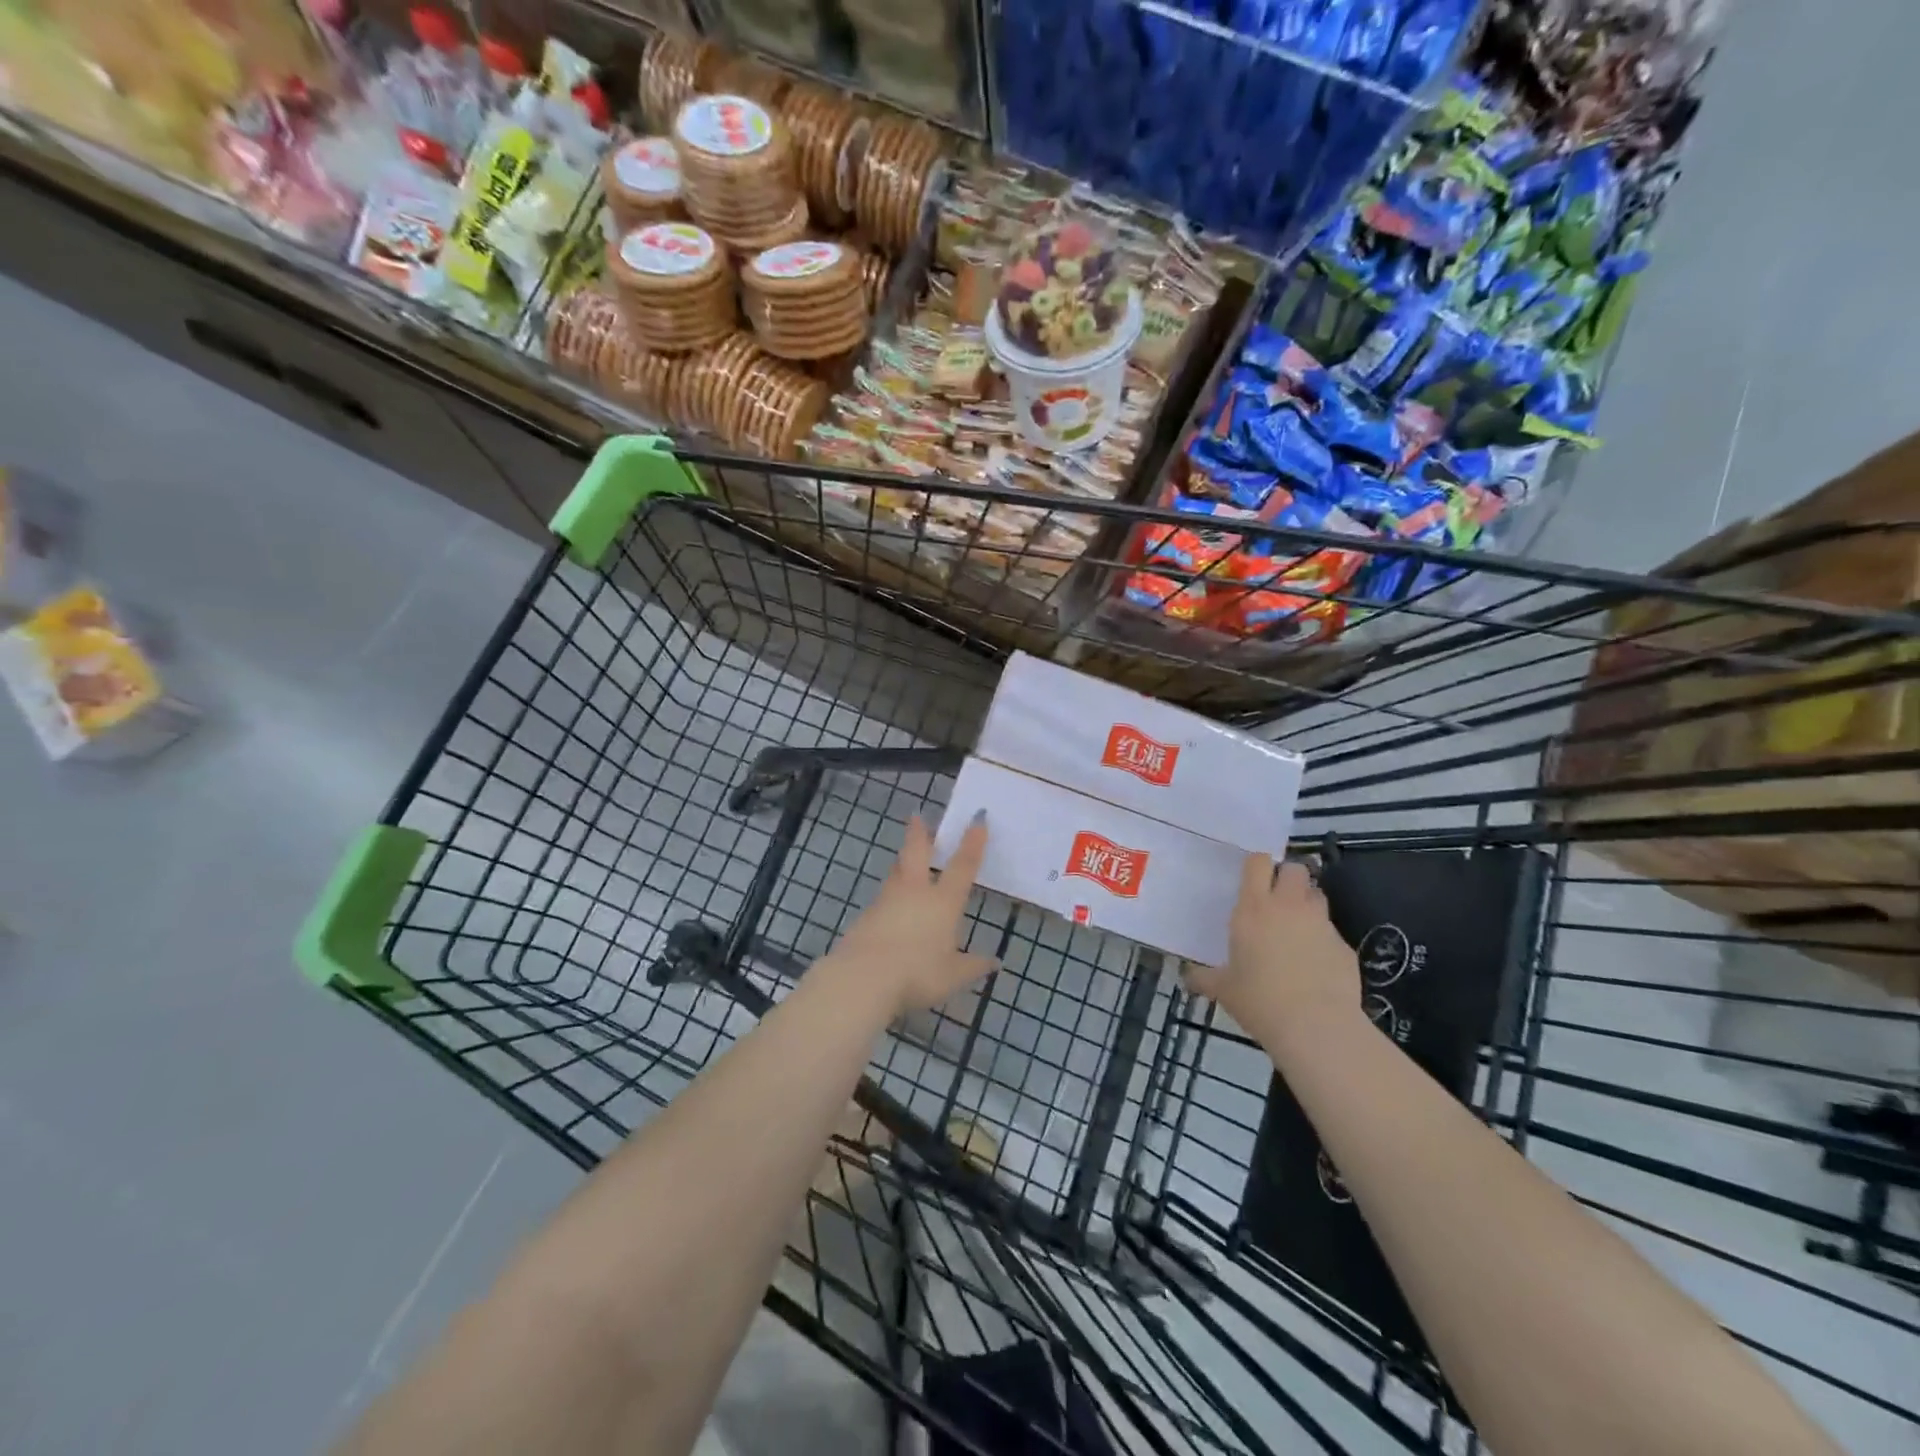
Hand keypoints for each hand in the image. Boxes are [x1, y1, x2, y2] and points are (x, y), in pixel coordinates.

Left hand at [821, 812, 994, 1018]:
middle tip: (916, 816)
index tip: (977, 817)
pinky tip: (889, 909)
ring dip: (901, 863)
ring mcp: (886, 902)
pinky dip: (888, 899)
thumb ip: (974, 966)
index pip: (962, 866)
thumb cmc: (917, 974)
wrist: (863, 978)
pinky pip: (881, 900)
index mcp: (943, 902)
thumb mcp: (953, 976)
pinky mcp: (865, 917)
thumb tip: (995, 963)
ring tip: (904, 860)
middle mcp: (915, 893)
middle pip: (917, 853)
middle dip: (919, 834)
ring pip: (896, 874)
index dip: (972, 842)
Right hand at [1185, 856, 1359, 1042]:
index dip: (1257, 866)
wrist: (1315, 1026)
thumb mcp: (1223, 989)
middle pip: (1295, 869)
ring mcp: (1321, 924)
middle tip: (1276, 900)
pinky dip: (1323, 940)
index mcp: (1254, 908)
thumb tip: (1187, 978)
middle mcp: (1289, 907)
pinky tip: (1315, 965)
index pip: (1258, 862)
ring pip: (1317, 895)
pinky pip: (1332, 932)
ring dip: (1307, 904)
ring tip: (1296, 928)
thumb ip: (1204, 978)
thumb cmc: (1259, 1000)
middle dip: (1288, 877)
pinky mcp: (1344, 946)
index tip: (1252, 880)